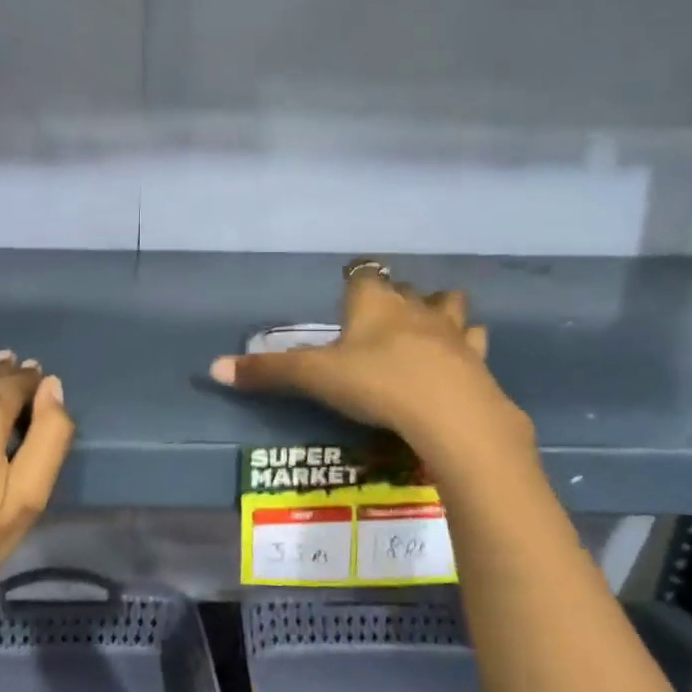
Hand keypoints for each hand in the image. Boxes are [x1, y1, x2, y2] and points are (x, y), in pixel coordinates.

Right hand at [208, 263, 533, 472]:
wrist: (450, 414)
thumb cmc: (376, 384)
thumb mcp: (314, 377)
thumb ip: (267, 372)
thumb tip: (214, 368)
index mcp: (373, 303)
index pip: (362, 277)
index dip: (354, 284)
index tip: (348, 297)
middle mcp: (414, 307)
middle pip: (405, 289)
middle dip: (395, 298)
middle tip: (380, 321)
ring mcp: (452, 331)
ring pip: (449, 305)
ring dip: (439, 312)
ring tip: (426, 330)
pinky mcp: (477, 360)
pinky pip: (474, 342)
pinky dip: (467, 347)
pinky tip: (461, 361)